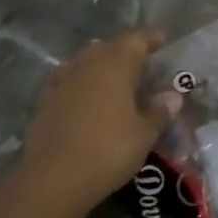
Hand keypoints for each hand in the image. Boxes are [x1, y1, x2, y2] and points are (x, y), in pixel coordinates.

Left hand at [20, 29, 182, 215]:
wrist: (54, 178)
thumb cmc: (109, 149)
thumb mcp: (144, 133)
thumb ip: (159, 111)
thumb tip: (173, 97)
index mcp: (116, 64)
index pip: (137, 40)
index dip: (151, 39)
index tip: (163, 42)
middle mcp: (88, 64)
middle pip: (109, 47)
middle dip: (125, 52)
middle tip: (142, 66)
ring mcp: (62, 81)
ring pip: (85, 62)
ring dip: (101, 67)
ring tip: (115, 82)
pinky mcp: (45, 101)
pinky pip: (68, 82)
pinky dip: (81, 85)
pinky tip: (87, 100)